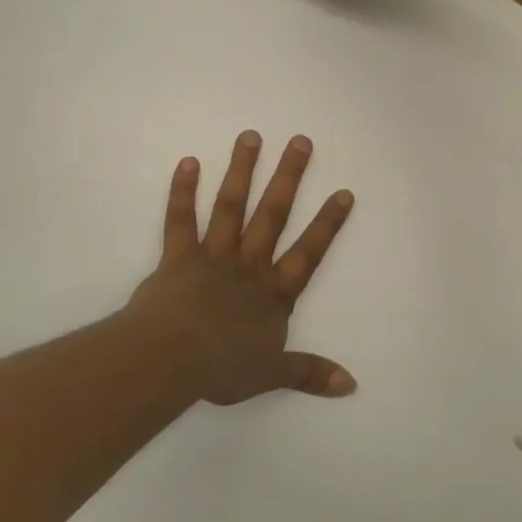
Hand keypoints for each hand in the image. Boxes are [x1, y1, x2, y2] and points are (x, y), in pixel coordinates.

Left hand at [124, 131, 356, 405]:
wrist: (170, 359)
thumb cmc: (222, 367)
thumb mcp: (272, 375)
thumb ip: (310, 373)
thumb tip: (352, 385)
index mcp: (273, 292)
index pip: (309, 252)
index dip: (327, 224)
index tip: (343, 192)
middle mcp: (248, 265)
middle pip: (272, 215)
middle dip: (288, 178)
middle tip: (300, 141)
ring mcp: (212, 256)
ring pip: (230, 207)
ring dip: (241, 171)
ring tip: (250, 136)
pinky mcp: (177, 257)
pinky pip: (180, 220)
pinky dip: (183, 191)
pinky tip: (189, 162)